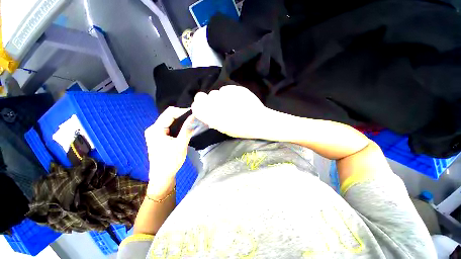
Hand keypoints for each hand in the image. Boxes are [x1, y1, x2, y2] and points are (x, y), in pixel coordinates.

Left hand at [144, 107, 194, 198]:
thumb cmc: (170, 161)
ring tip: (191, 123)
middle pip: (169, 116)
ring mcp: (155, 133)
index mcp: (156, 129)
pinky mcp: (158, 137)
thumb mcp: (181, 144)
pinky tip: (184, 129)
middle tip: (194, 119)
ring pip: (169, 121)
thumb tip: (194, 117)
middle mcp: (153, 128)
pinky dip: (177, 127)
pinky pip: (168, 127)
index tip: (194, 113)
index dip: (182, 111)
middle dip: (182, 117)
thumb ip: (187, 129)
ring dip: (180, 122)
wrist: (162, 176)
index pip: (170, 113)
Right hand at [192, 85, 269, 138]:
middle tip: (217, 105)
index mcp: (212, 116)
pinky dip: (229, 93)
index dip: (198, 105)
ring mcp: (225, 95)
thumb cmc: (241, 129)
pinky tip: (237, 99)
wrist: (259, 121)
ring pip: (215, 92)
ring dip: (219, 97)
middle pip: (202, 96)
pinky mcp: (235, 88)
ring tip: (230, 103)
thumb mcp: (223, 129)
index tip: (203, 107)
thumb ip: (212, 119)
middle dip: (208, 100)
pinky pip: (226, 89)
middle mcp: (216, 104)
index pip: (196, 105)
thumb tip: (206, 112)